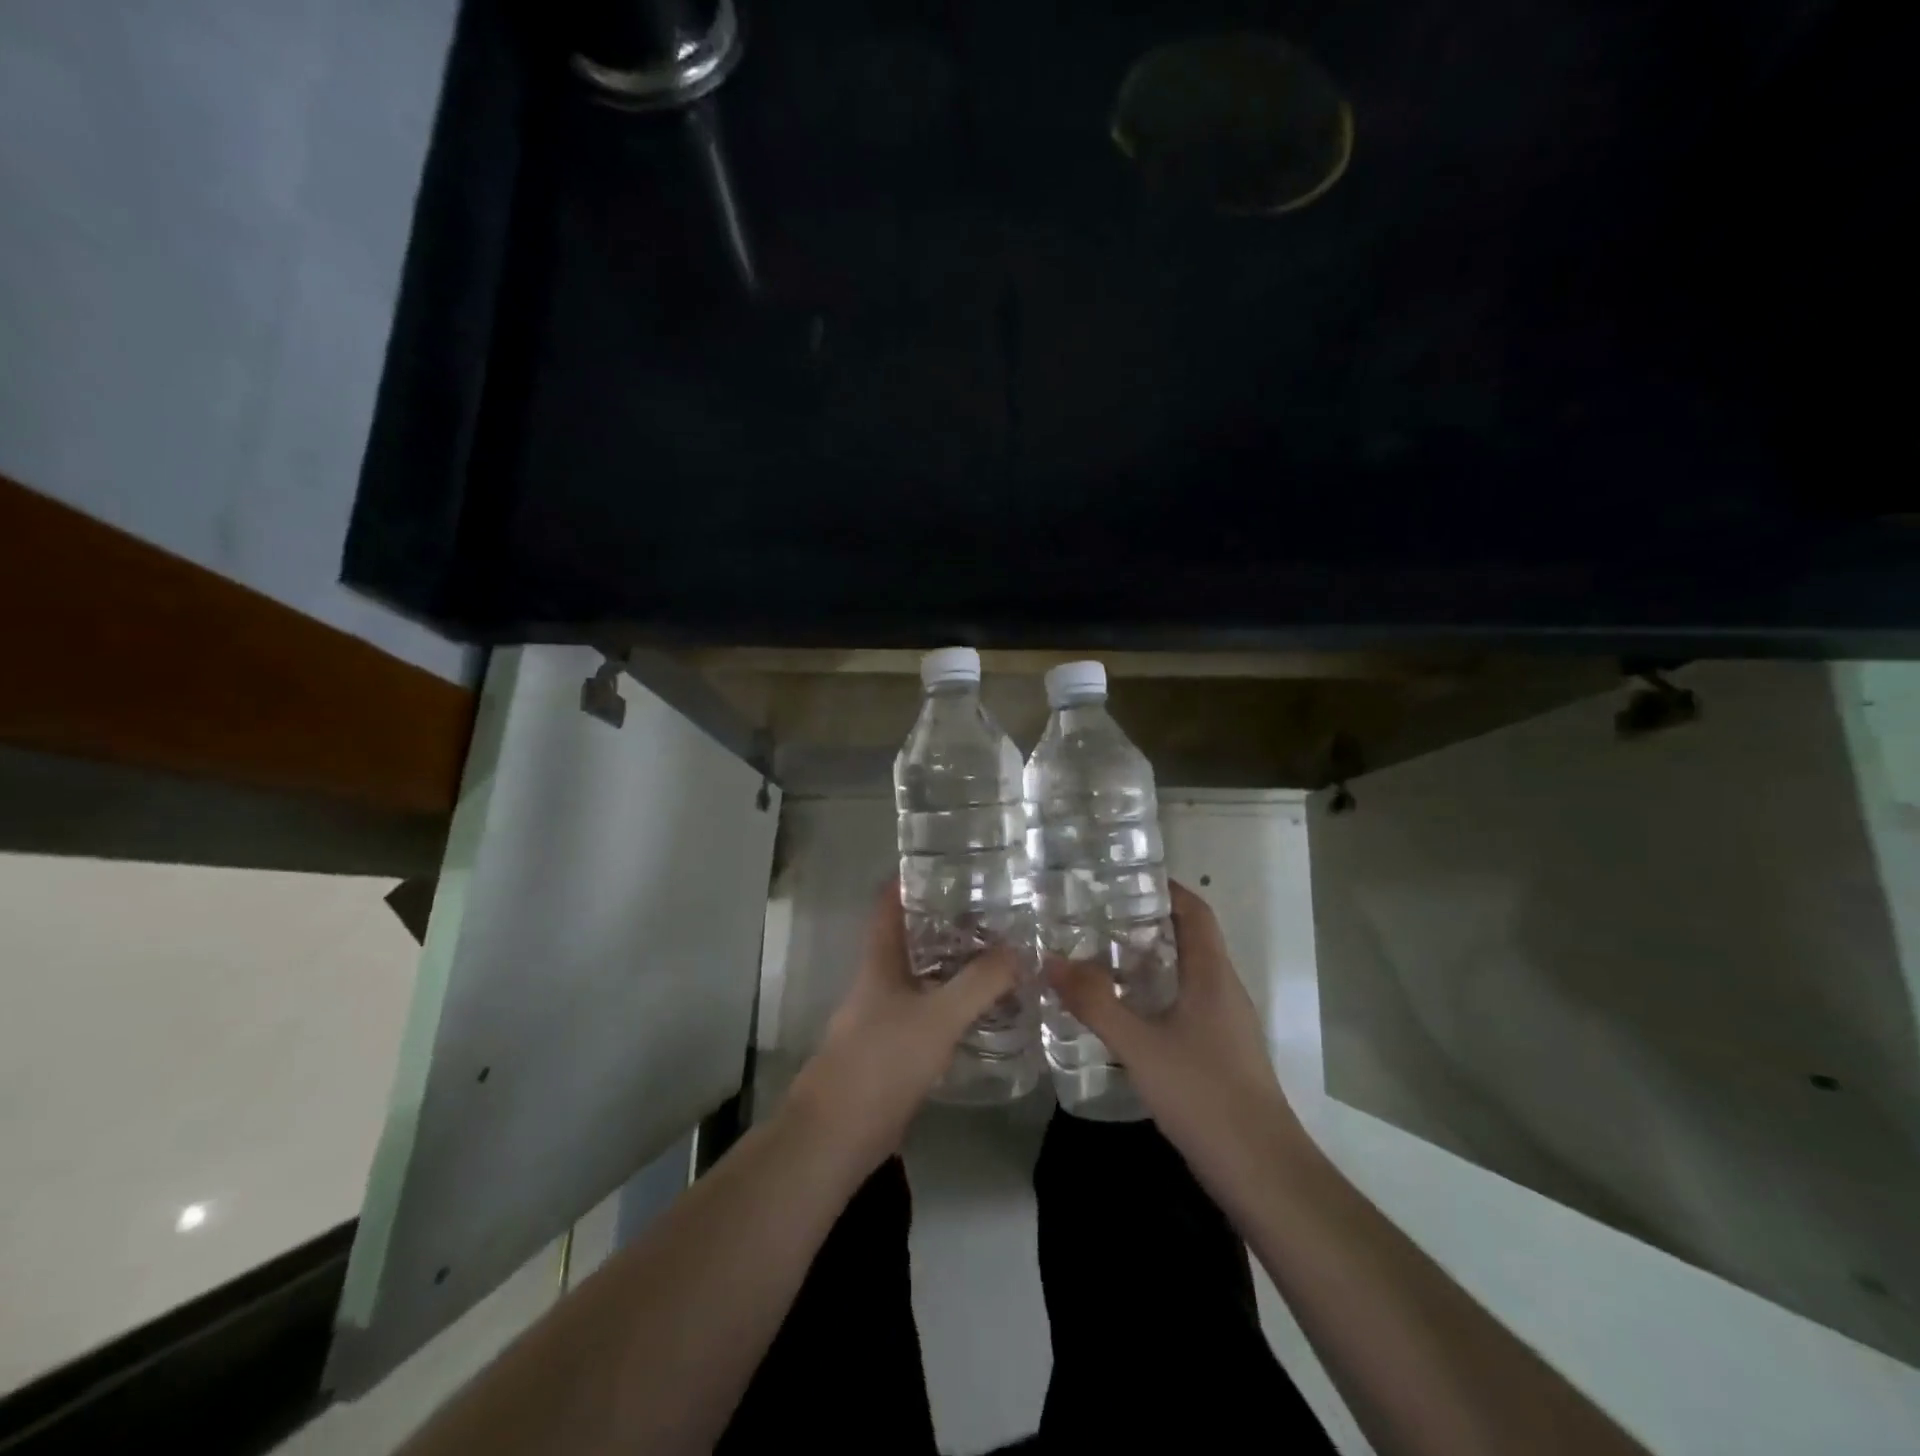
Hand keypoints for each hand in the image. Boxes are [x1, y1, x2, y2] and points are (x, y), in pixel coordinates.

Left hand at [786, 883, 1017, 1177]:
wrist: (837, 1135)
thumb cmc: (881, 1061)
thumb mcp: (938, 1016)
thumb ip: (979, 983)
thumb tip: (1019, 950)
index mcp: (879, 962)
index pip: (888, 905)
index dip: (909, 880)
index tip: (945, 864)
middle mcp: (879, 982)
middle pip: (910, 939)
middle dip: (946, 922)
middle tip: (993, 911)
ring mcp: (883, 1017)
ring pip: (922, 977)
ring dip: (954, 964)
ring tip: (999, 954)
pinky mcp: (893, 1050)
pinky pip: (928, 1013)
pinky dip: (953, 1004)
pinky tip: (983, 1010)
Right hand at [1048, 881, 1310, 1204]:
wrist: (1263, 1172)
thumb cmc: (1205, 1095)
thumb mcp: (1140, 1046)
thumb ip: (1094, 1003)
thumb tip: (1049, 960)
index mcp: (1212, 975)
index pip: (1195, 911)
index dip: (1166, 888)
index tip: (1125, 878)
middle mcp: (1224, 990)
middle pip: (1190, 939)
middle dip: (1147, 922)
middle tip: (1097, 916)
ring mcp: (1226, 1024)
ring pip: (1187, 974)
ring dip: (1151, 960)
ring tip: (1101, 956)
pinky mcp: (1221, 1053)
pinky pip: (1186, 1004)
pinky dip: (1156, 994)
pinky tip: (1125, 1012)